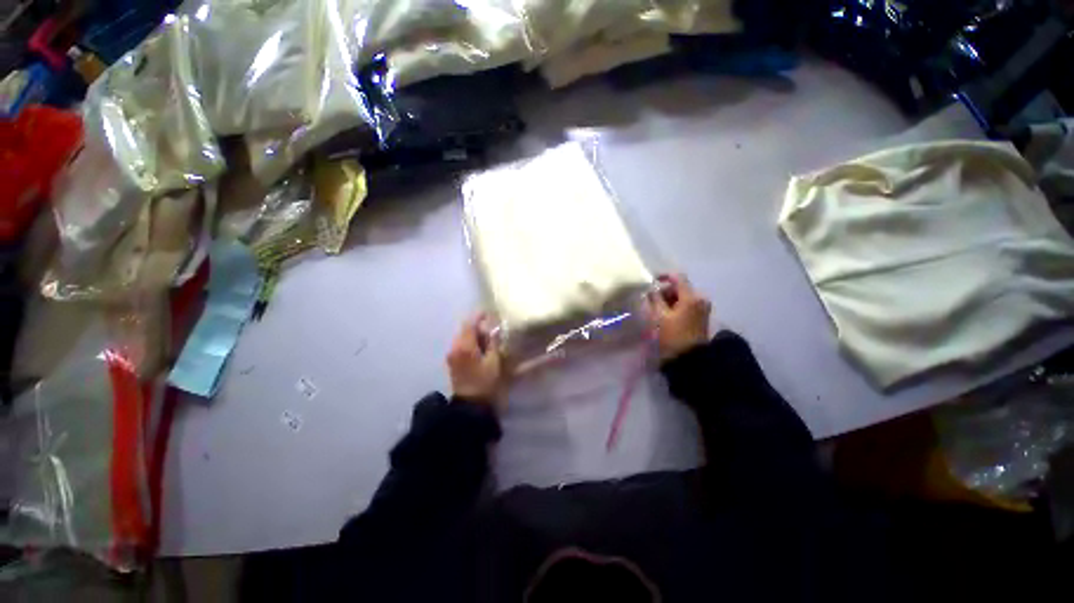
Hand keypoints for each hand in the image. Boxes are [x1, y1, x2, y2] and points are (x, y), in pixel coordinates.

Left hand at [447, 315, 504, 406]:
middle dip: (477, 326)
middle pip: (464, 329)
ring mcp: (452, 354)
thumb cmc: (485, 382)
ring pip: (462, 336)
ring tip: (487, 339)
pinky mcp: (452, 361)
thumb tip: (494, 329)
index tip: (488, 313)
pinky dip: (470, 342)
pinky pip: (460, 344)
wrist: (470, 405)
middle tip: (491, 329)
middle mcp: (455, 347)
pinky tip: (480, 348)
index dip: (479, 317)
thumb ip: (493, 342)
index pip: (470, 324)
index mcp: (465, 346)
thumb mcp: (494, 361)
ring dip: (473, 334)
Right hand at [648, 274, 711, 361]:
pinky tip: (664, 315)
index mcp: (691, 297)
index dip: (663, 276)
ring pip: (681, 296)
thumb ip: (654, 299)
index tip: (650, 282)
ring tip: (655, 309)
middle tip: (649, 300)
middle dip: (663, 291)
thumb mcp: (659, 317)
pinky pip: (685, 304)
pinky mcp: (700, 315)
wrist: (691, 359)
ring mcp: (702, 307)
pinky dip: (674, 306)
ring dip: (668, 300)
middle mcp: (700, 298)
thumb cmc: (673, 336)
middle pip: (679, 287)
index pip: (677, 277)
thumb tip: (650, 289)